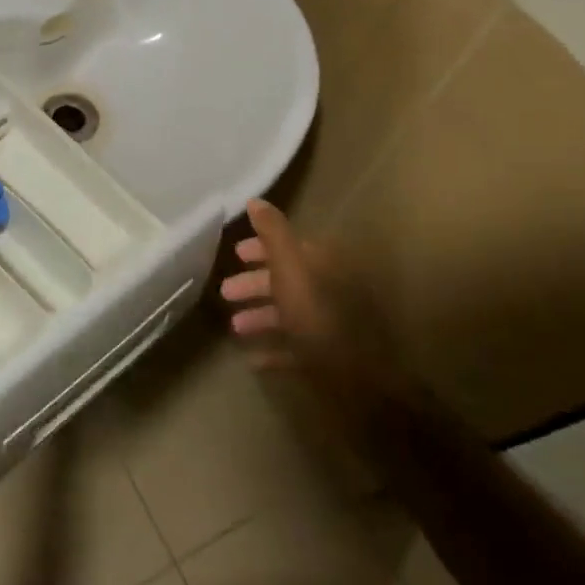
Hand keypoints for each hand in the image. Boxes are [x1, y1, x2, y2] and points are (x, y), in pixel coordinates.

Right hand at [220, 198, 400, 412]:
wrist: (358, 383)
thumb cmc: (317, 318)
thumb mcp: (290, 269)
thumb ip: (273, 234)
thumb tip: (256, 200)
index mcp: (325, 266)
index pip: (291, 247)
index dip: (261, 249)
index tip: (235, 254)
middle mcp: (332, 291)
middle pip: (288, 280)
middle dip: (255, 284)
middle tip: (226, 292)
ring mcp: (332, 327)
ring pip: (291, 314)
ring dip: (261, 316)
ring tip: (235, 326)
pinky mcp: (330, 359)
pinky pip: (296, 349)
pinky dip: (274, 349)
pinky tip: (252, 359)